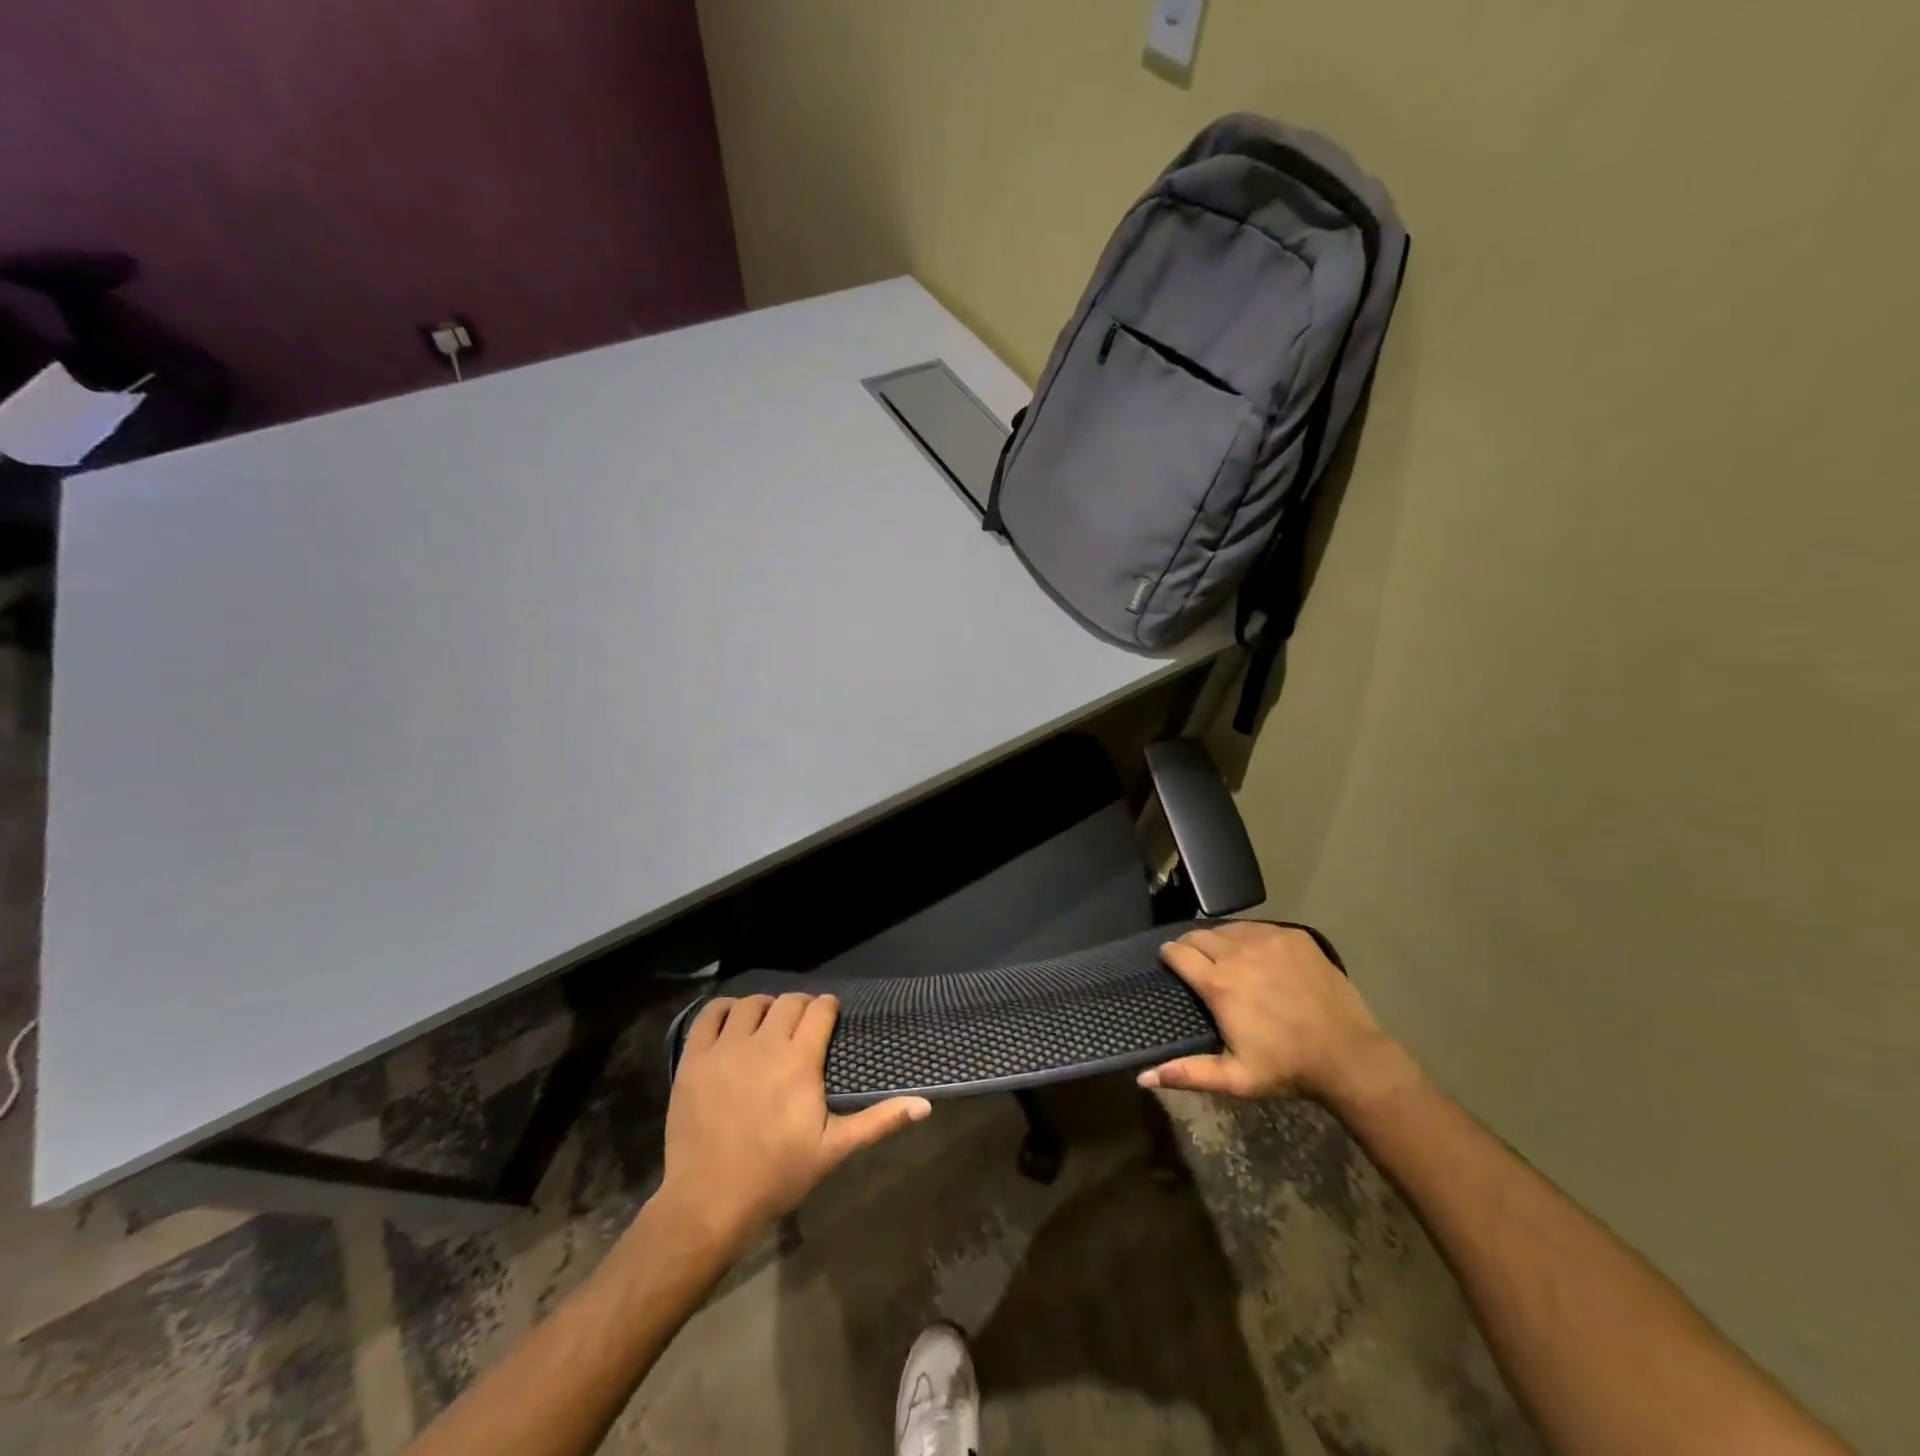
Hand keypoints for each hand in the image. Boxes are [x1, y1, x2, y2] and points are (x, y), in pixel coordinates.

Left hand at [659, 993, 930, 1256]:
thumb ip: (878, 1121)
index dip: (828, 1008)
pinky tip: (732, 1023)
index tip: (830, 1017)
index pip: (820, 1010)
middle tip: (802, 1026)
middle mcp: (765, 1043)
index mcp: (800, 1060)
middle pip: (788, 1002)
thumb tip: (926, 1105)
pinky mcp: (694, 1058)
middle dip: (800, 1007)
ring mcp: (726, 1048)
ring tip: (767, 1025)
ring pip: (750, 1004)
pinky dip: (724, 1010)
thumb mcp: (834, 1150)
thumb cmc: (777, 1175)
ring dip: (764, 1007)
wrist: (709, 1201)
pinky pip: (709, 1014)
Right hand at [1139, 921, 1412, 1106]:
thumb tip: (1143, 1077)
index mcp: (1219, 984)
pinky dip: (1248, 937)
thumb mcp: (1236, 1079)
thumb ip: (1188, 1073)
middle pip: (1198, 934)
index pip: (1177, 951)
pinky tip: (1256, 956)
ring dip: (1219, 940)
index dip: (1169, 956)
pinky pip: (1256, 927)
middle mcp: (1238, 953)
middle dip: (1190, 945)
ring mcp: (1268, 940)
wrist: (1350, 1055)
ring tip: (1225, 958)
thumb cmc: (1288, 1067)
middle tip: (1196, 963)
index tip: (1170, 964)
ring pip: (1227, 928)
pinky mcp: (1293, 936)